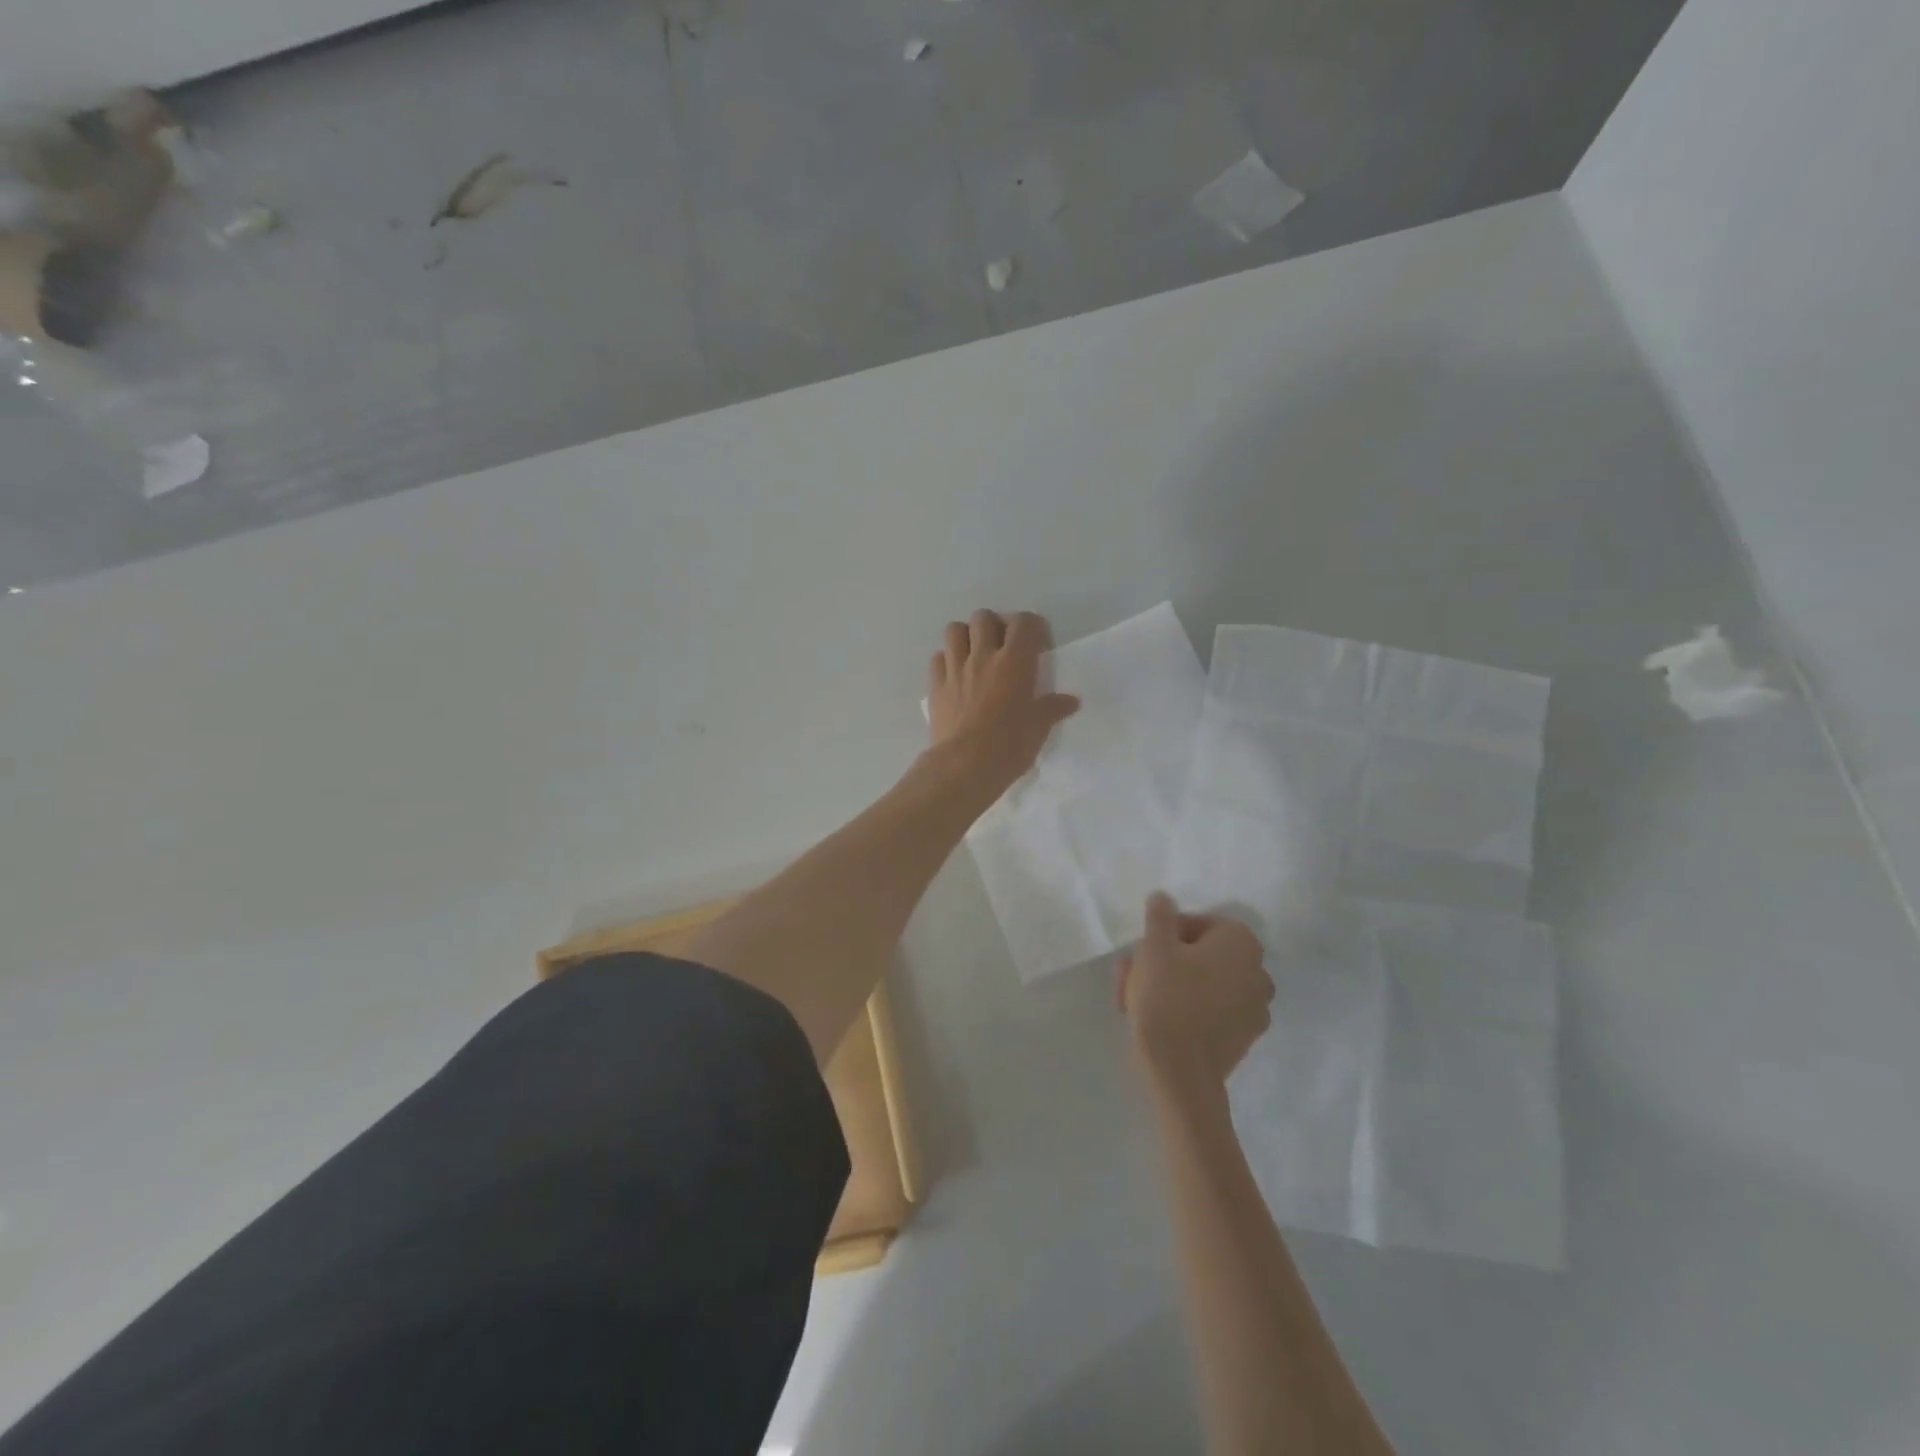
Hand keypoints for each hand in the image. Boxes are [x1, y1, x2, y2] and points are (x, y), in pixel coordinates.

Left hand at [927, 609, 1078, 799]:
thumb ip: (1053, 709)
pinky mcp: (935, 686)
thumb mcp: (1039, 728)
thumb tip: (1070, 701)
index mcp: (1014, 661)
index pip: (1024, 622)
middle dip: (994, 626)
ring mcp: (955, 669)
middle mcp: (982, 656)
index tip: (1037, 646)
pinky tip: (955, 676)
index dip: (1032, 628)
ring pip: (954, 630)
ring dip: (965, 636)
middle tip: (1002, 647)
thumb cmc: (1009, 745)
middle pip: (983, 617)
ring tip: (974, 654)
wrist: (964, 766)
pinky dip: (946, 660)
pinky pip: (937, 658)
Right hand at [1118, 892, 1272, 1095]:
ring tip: (1135, 1002)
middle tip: (1130, 978)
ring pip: (1203, 982)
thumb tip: (1164, 897)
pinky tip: (1162, 1022)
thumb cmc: (1166, 999)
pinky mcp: (1245, 1037)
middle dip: (1163, 962)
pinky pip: (1213, 1009)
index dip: (1163, 936)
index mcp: (1241, 941)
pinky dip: (1189, 1009)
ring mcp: (1256, 1007)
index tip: (1142, 955)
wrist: (1181, 1073)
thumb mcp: (1154, 948)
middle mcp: (1258, 970)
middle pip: (1199, 954)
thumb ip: (1160, 915)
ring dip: (1171, 985)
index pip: (1196, 924)